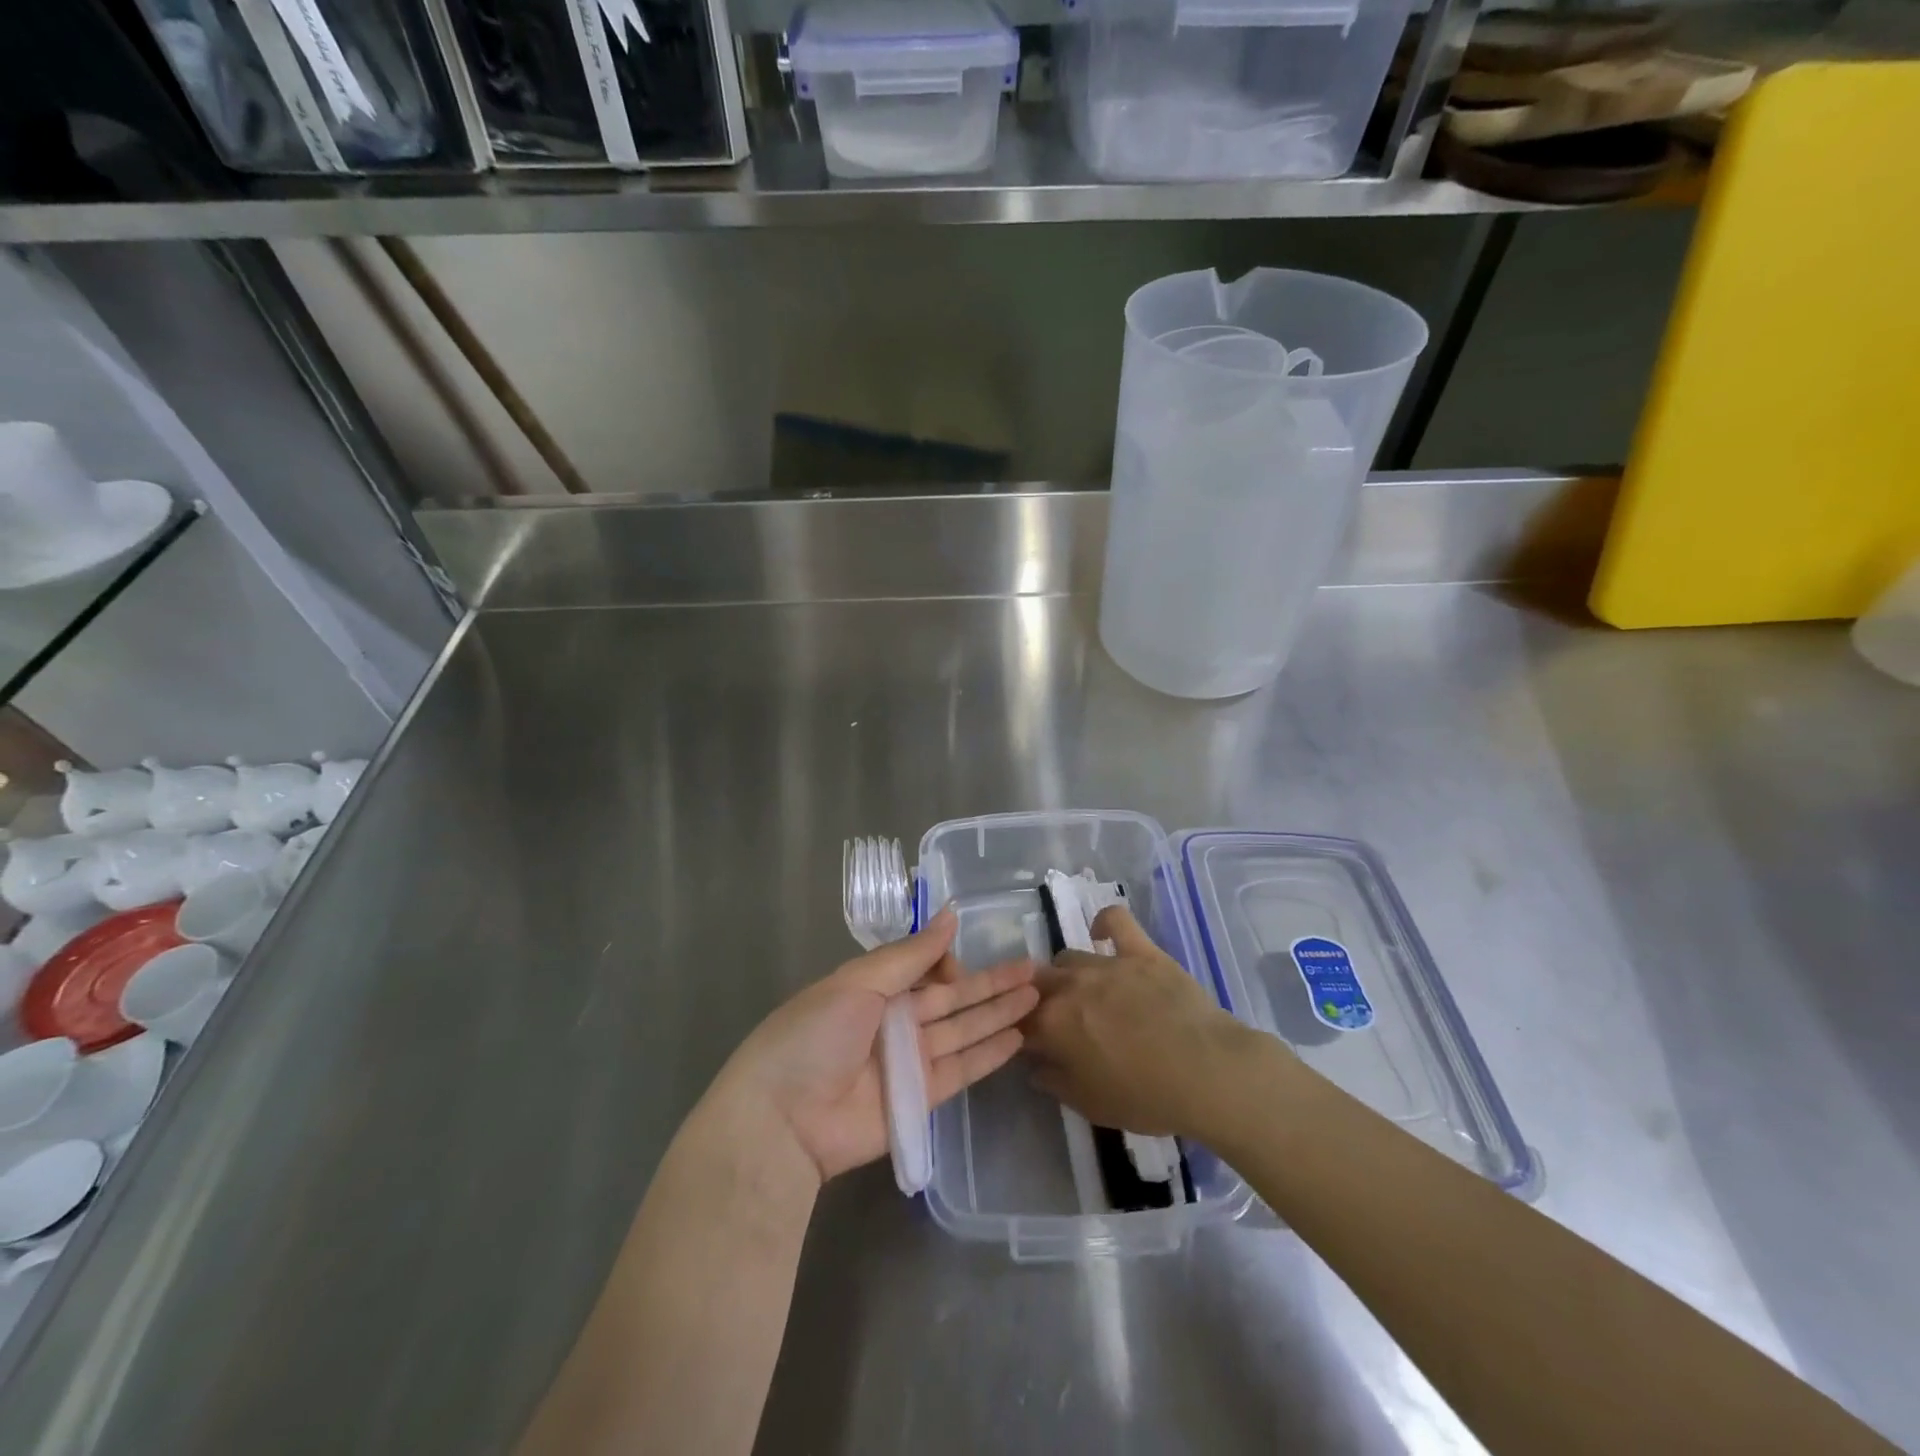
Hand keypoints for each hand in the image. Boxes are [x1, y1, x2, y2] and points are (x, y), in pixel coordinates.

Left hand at [714, 908, 1037, 1183]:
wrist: (783, 1120)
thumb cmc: (815, 1036)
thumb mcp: (859, 982)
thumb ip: (911, 954)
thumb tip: (950, 914)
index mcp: (872, 988)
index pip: (923, 967)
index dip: (949, 961)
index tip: (969, 959)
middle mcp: (894, 1021)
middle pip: (952, 998)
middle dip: (990, 983)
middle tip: (1033, 969)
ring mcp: (909, 1061)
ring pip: (963, 1030)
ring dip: (998, 1013)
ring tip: (1036, 996)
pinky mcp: (920, 1100)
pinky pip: (961, 1069)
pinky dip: (988, 1054)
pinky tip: (1017, 1037)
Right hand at [1022, 905, 1259, 1137]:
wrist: (1207, 1072)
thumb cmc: (1146, 1097)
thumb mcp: (1090, 1105)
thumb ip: (1054, 1082)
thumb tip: (1034, 1067)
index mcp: (1053, 1024)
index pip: (1020, 1021)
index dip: (1023, 1034)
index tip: (1034, 1047)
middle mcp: (1071, 985)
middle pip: (1038, 983)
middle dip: (1039, 1000)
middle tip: (1059, 1022)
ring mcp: (1106, 962)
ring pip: (1068, 957)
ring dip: (1067, 974)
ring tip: (1085, 992)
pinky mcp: (1140, 950)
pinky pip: (1114, 920)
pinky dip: (1104, 923)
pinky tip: (1102, 935)